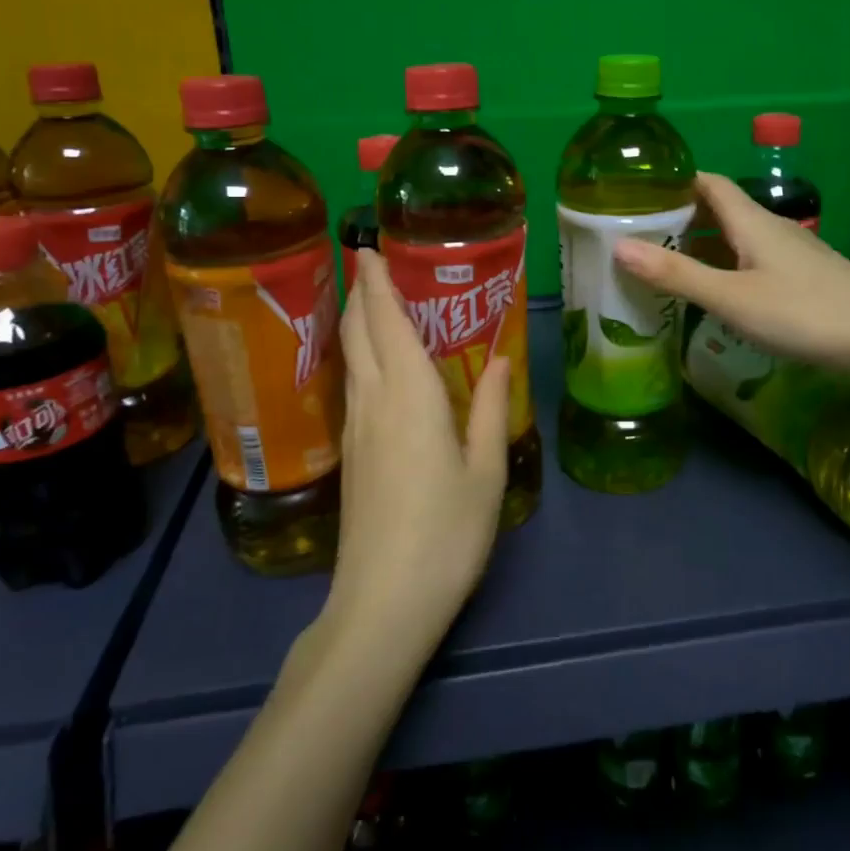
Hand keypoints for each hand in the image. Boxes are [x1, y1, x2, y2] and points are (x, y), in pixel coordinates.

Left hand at [326, 249, 510, 647]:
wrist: (384, 601)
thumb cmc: (447, 532)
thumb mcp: (485, 469)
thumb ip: (488, 408)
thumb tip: (500, 359)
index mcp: (409, 395)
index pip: (385, 321)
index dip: (374, 282)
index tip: (367, 248)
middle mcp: (373, 401)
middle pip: (356, 333)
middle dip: (359, 294)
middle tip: (371, 267)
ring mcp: (354, 429)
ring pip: (349, 359)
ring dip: (356, 323)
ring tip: (375, 304)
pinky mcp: (349, 455)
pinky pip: (353, 385)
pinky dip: (360, 356)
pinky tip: (379, 365)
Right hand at [615, 172, 849, 382]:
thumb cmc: (806, 313)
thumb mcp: (733, 298)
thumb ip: (678, 275)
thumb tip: (618, 247)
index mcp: (752, 221)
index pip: (707, 182)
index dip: (673, 182)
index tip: (636, 194)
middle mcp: (771, 228)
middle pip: (719, 209)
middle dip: (678, 218)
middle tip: (638, 237)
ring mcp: (792, 253)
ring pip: (736, 237)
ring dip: (701, 245)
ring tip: (665, 265)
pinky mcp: (804, 277)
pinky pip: (752, 259)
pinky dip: (724, 266)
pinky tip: (715, 291)